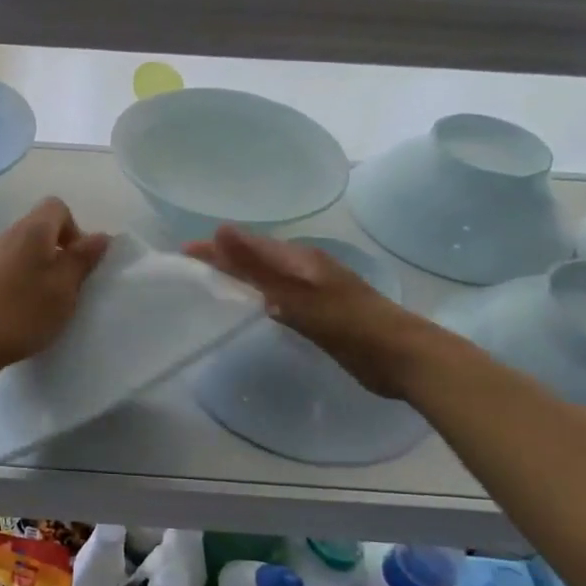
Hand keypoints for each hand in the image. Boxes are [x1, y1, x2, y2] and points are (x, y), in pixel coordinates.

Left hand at [0, 198, 109, 379]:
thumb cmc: (23, 311)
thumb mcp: (64, 286)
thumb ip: (83, 258)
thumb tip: (101, 235)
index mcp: (33, 229)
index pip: (58, 207)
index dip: (76, 230)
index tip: (80, 262)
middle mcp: (11, 234)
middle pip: (44, 228)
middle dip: (63, 252)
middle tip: (71, 285)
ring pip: (30, 251)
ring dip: (46, 270)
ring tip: (52, 302)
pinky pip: (15, 268)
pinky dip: (28, 283)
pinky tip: (30, 310)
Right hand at [184, 227, 449, 398]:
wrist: (403, 357)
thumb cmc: (348, 324)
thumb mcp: (297, 294)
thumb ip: (257, 265)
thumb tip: (219, 228)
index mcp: (298, 259)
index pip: (246, 245)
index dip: (214, 248)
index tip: (182, 253)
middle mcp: (305, 268)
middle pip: (256, 257)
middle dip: (223, 259)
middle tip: (190, 269)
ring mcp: (315, 290)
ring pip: (268, 276)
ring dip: (240, 276)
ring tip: (212, 285)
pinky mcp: (321, 312)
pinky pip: (279, 296)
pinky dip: (258, 296)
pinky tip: (253, 308)